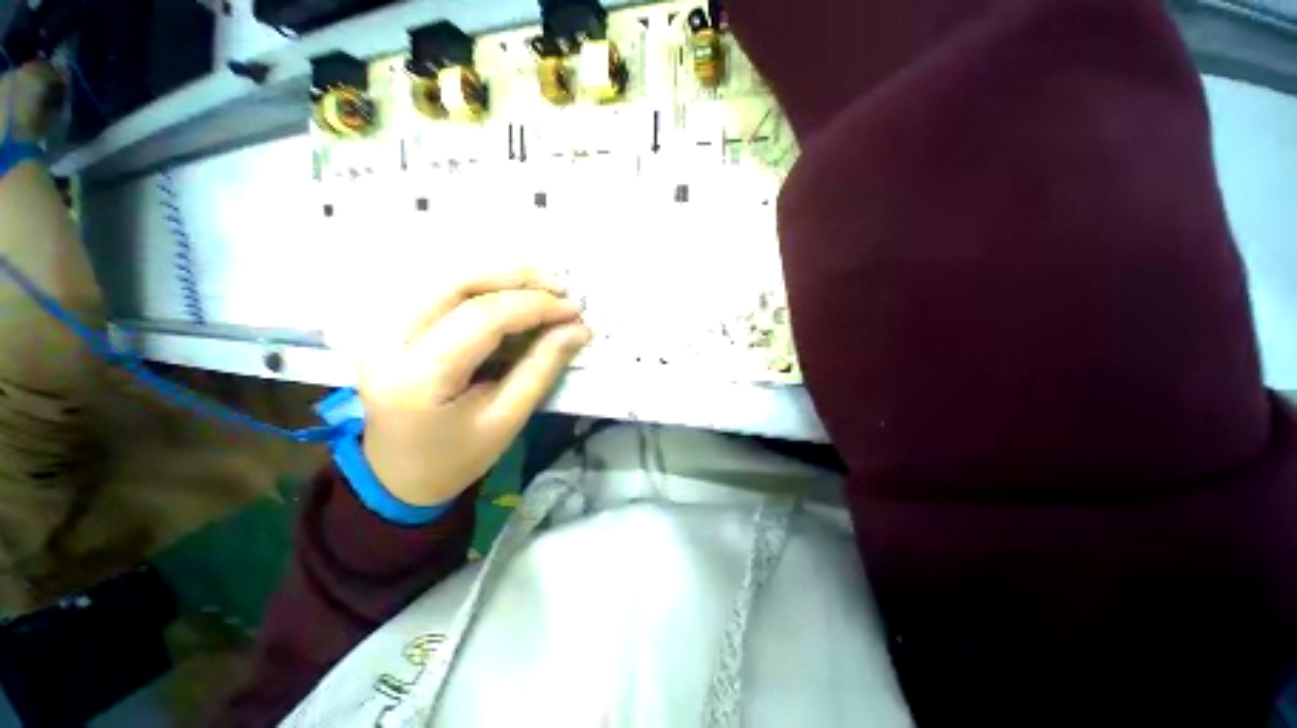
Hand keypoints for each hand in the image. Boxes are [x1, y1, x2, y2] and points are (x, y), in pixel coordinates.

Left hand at [358, 268, 590, 505]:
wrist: (398, 477)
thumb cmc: (457, 458)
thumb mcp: (507, 419)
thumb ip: (542, 368)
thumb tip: (578, 329)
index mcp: (418, 376)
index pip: (481, 317)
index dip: (534, 306)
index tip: (573, 309)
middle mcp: (389, 340)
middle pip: (456, 282)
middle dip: (515, 278)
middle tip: (559, 290)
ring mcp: (383, 329)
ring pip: (446, 278)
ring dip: (499, 276)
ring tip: (542, 290)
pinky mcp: (390, 327)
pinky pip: (440, 291)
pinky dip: (482, 286)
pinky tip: (510, 296)